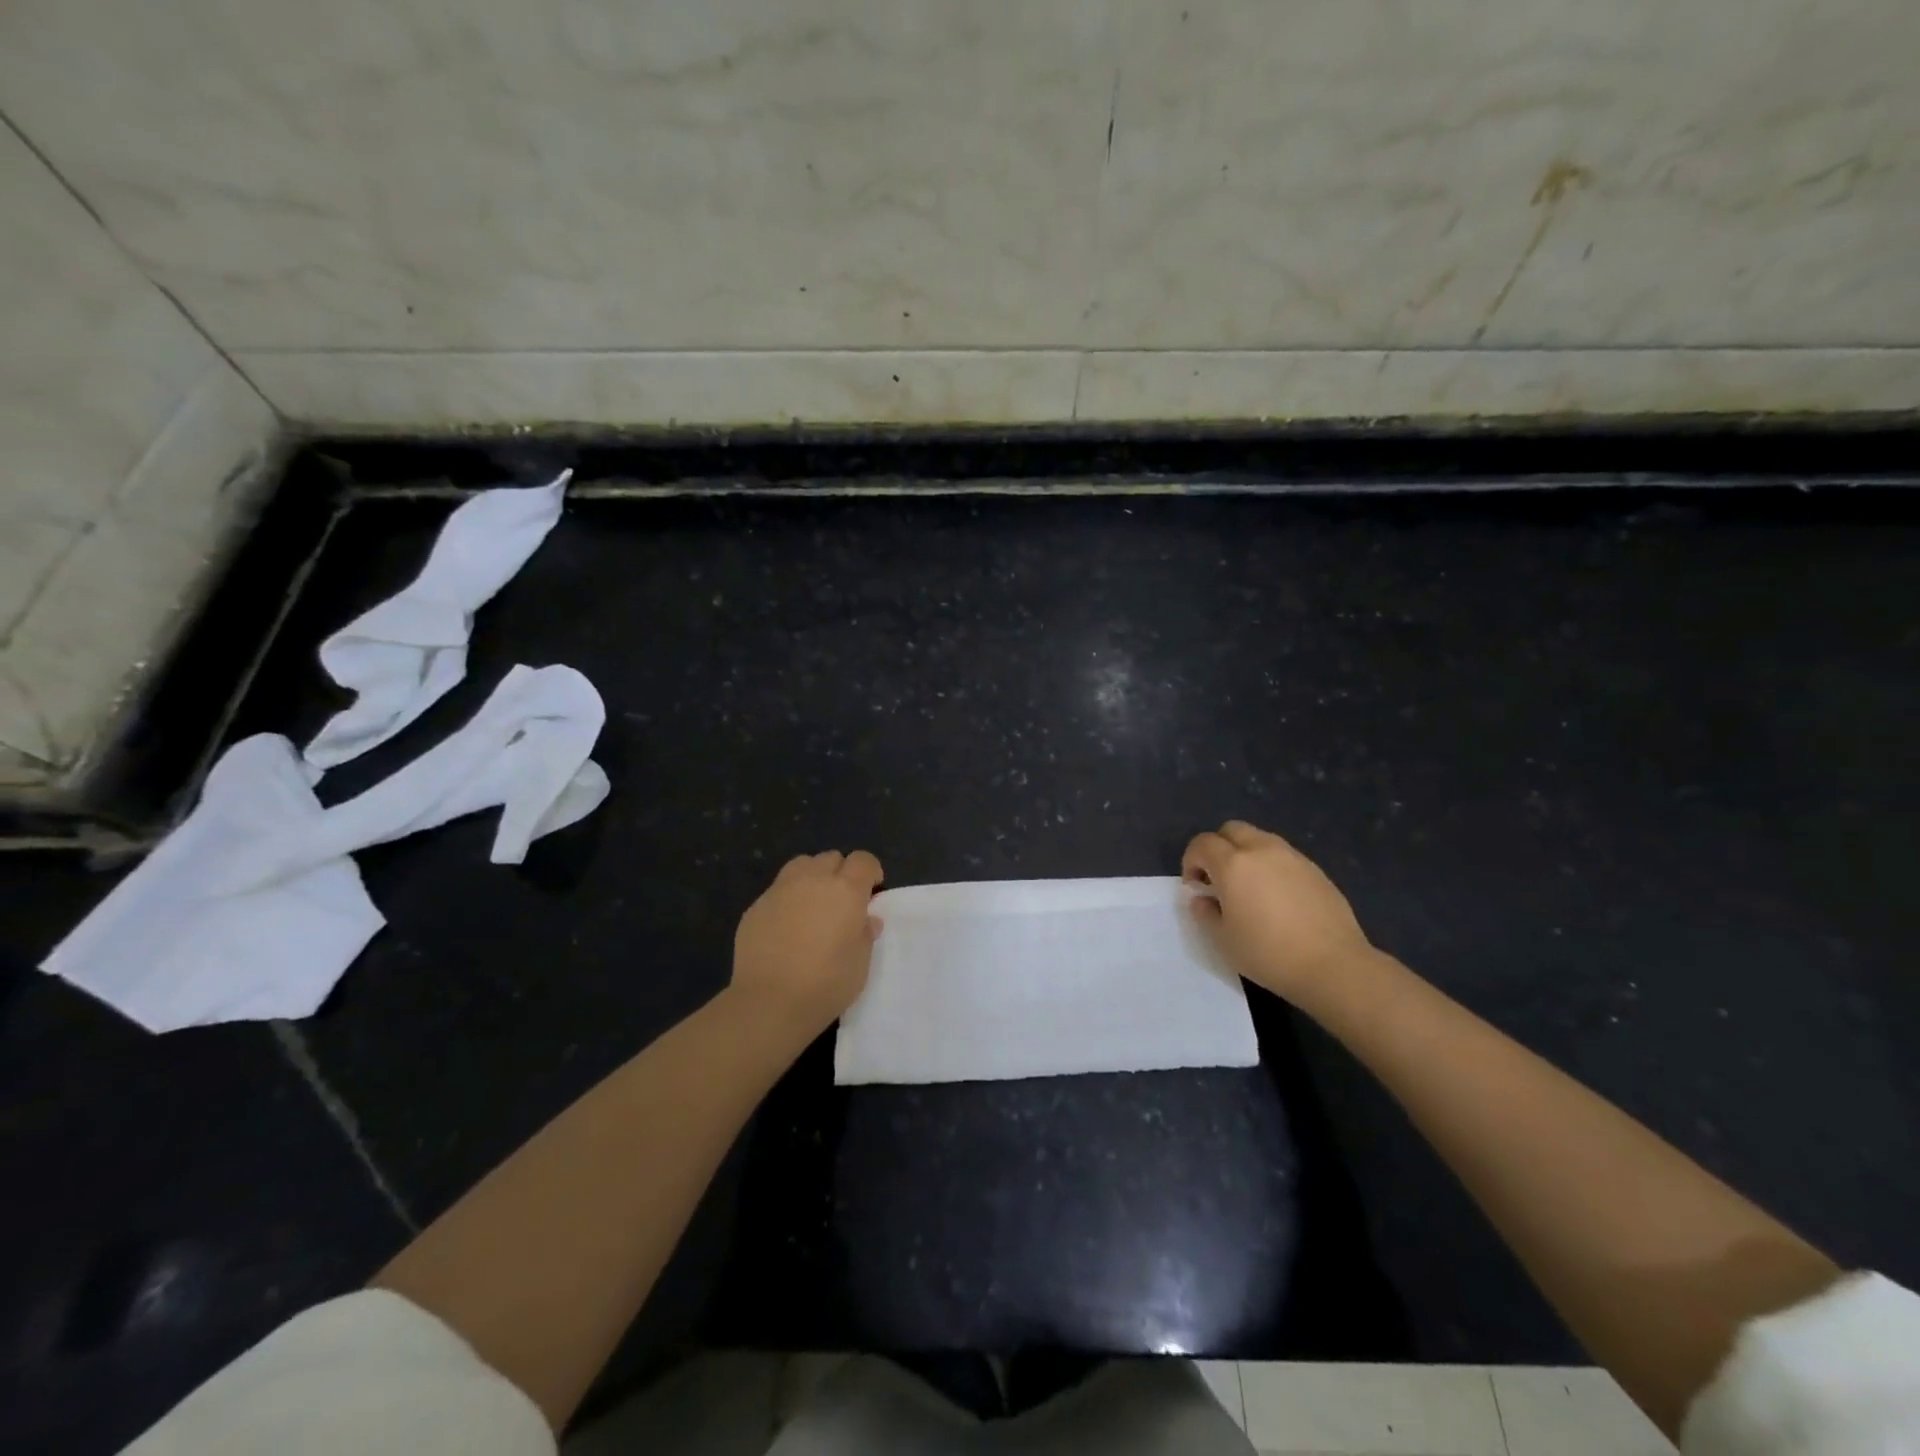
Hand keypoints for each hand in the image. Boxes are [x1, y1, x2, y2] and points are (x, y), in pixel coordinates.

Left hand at [731, 850, 883, 1034]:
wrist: (770, 1002)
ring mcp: (780, 890)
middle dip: (840, 873)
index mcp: (845, 890)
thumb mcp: (861, 963)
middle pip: (831, 858)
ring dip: (812, 878)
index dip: (870, 871)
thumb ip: (865, 934)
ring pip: (801, 865)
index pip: (863, 860)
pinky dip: (787, 900)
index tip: (871, 892)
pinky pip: (777, 891)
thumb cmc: (826, 983)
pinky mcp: (755, 907)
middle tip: (841, 903)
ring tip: (812, 906)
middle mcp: (812, 880)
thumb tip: (866, 919)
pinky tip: (785, 928)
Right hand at [1182, 820, 1375, 1004]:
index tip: (1195, 887)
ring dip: (1246, 853)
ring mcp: (1293, 857)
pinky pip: (1284, 856)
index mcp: (1233, 864)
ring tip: (1249, 886)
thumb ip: (1205, 913)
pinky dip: (1271, 866)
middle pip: (1231, 830)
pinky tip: (1277, 897)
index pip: (1202, 844)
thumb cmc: (1268, 953)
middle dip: (1218, 848)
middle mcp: (1262, 850)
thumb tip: (1203, 899)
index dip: (1191, 861)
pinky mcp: (1316, 870)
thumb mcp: (1223, 940)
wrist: (1333, 966)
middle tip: (1218, 879)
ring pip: (1260, 839)